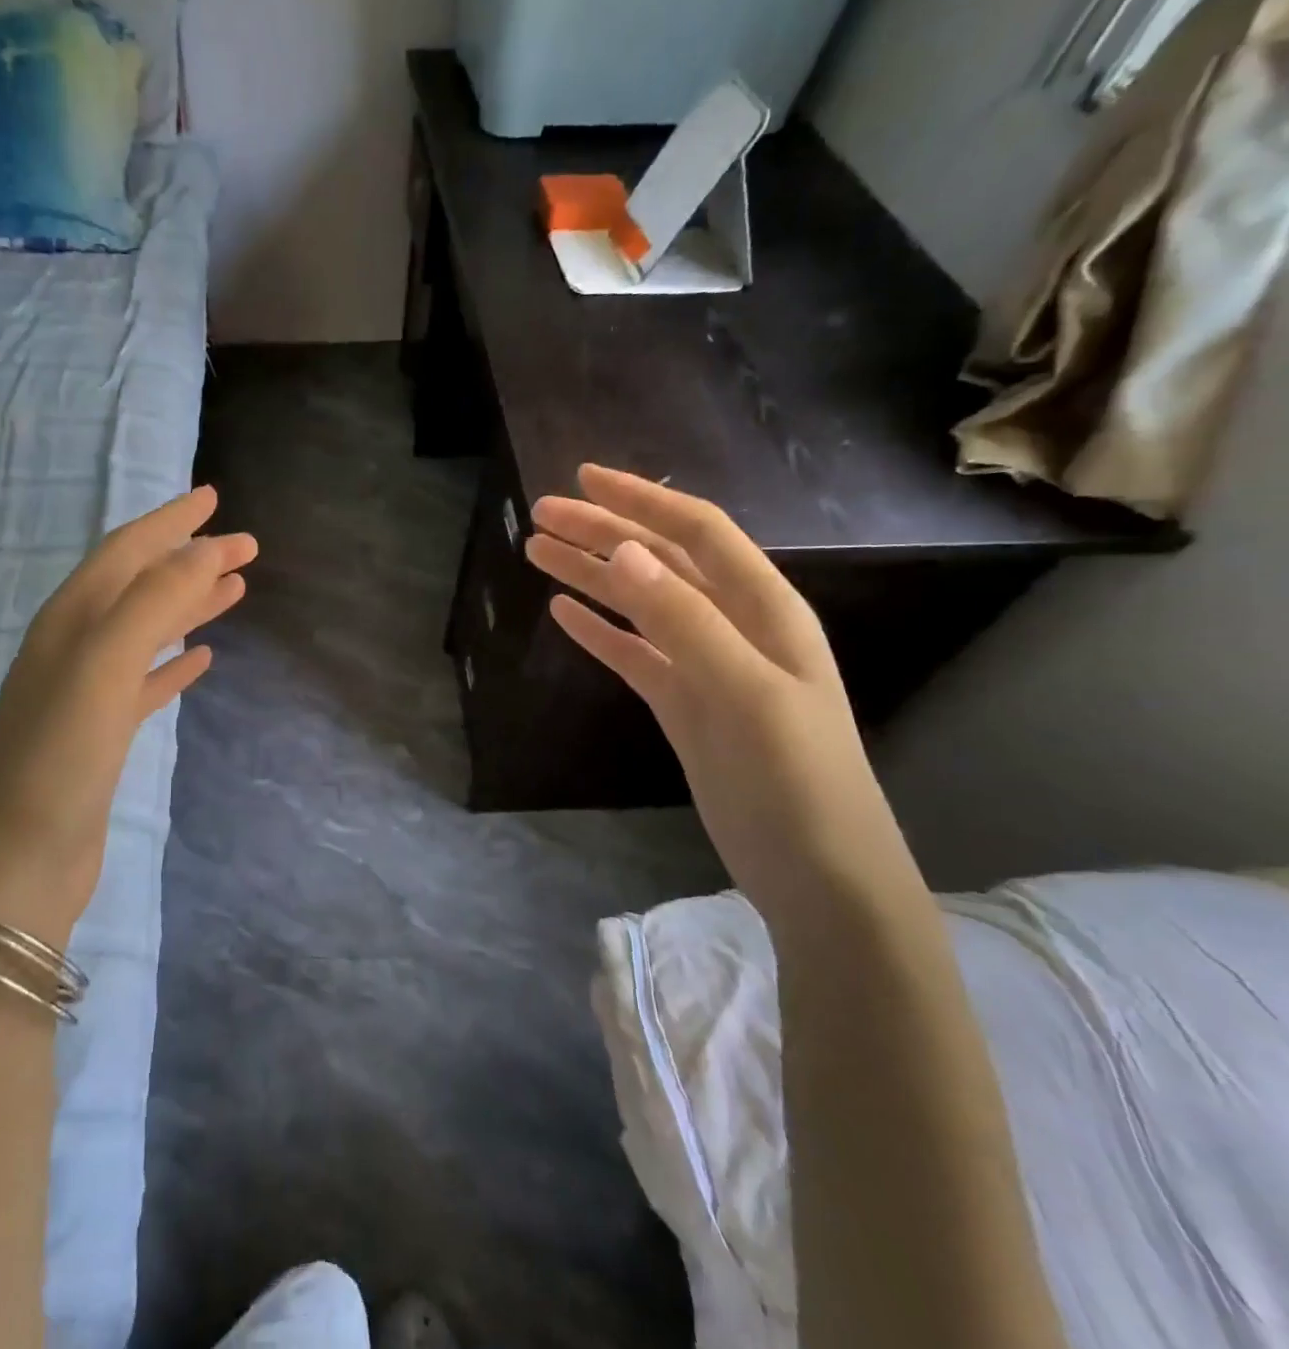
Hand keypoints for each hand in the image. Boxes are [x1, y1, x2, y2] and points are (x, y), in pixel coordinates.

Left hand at [0, 487, 256, 941]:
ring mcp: (88, 693)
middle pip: (141, 586)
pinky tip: (203, 659)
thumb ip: (153, 602)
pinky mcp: (103, 735)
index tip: (214, 498)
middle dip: (190, 559)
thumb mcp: (102, 666)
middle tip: (245, 546)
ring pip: (148, 631)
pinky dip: (175, 663)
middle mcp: (74, 647)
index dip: (170, 522)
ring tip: (234, 589)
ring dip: (189, 605)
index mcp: (69, 621)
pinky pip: (147, 682)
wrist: (16, 865)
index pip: (125, 552)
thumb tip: (206, 548)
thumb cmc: (57, 759)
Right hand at [525, 465, 921, 925]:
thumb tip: (623, 552)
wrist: (817, 876)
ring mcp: (705, 667)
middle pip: (660, 562)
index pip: (698, 532)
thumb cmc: (796, 782)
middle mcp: (734, 626)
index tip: (584, 478)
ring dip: (591, 575)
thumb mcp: (744, 695)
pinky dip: (599, 631)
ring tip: (537, 553)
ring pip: (639, 604)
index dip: (643, 500)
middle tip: (541, 515)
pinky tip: (565, 613)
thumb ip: (685, 621)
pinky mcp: (682, 705)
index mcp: (764, 610)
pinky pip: (633, 653)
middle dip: (602, 533)